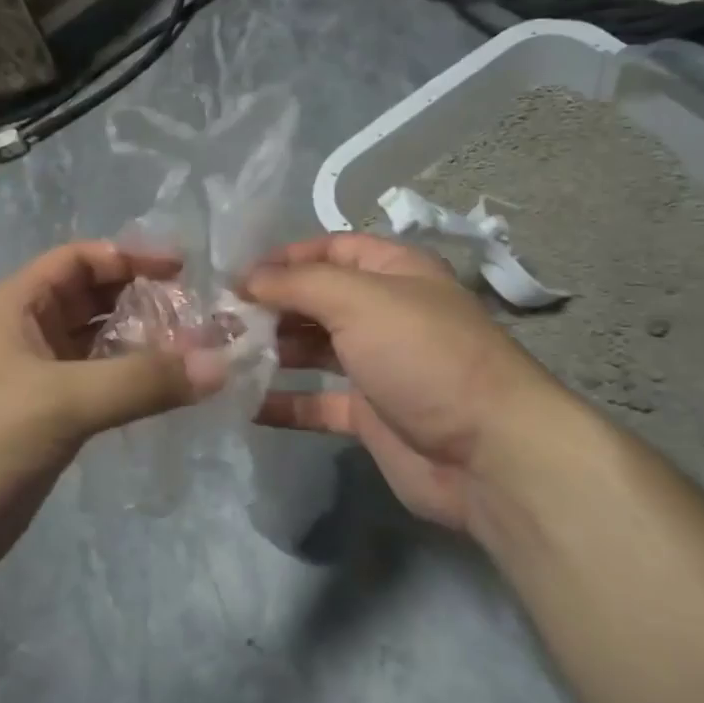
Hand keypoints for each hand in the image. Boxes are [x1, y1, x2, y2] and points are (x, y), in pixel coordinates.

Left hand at [0, 242, 227, 586]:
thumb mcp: (60, 400)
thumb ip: (140, 380)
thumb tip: (220, 364)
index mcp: (16, 308)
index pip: (78, 260)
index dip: (128, 256)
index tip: (183, 269)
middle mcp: (27, 337)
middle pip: (94, 302)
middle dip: (144, 303)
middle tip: (202, 317)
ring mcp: (38, 384)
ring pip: (100, 349)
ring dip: (144, 348)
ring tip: (199, 355)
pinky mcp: (48, 427)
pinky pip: (100, 392)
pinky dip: (133, 387)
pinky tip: (170, 396)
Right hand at [244, 234, 578, 537]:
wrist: (487, 453)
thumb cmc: (423, 355)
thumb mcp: (359, 300)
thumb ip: (298, 283)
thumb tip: (247, 278)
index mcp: (394, 272)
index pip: (330, 249)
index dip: (284, 257)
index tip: (235, 275)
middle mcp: (385, 313)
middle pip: (317, 299)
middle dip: (270, 305)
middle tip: (217, 320)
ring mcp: (377, 366)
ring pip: (313, 350)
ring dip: (272, 351)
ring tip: (221, 355)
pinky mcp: (370, 415)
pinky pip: (318, 402)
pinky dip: (285, 402)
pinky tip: (244, 404)